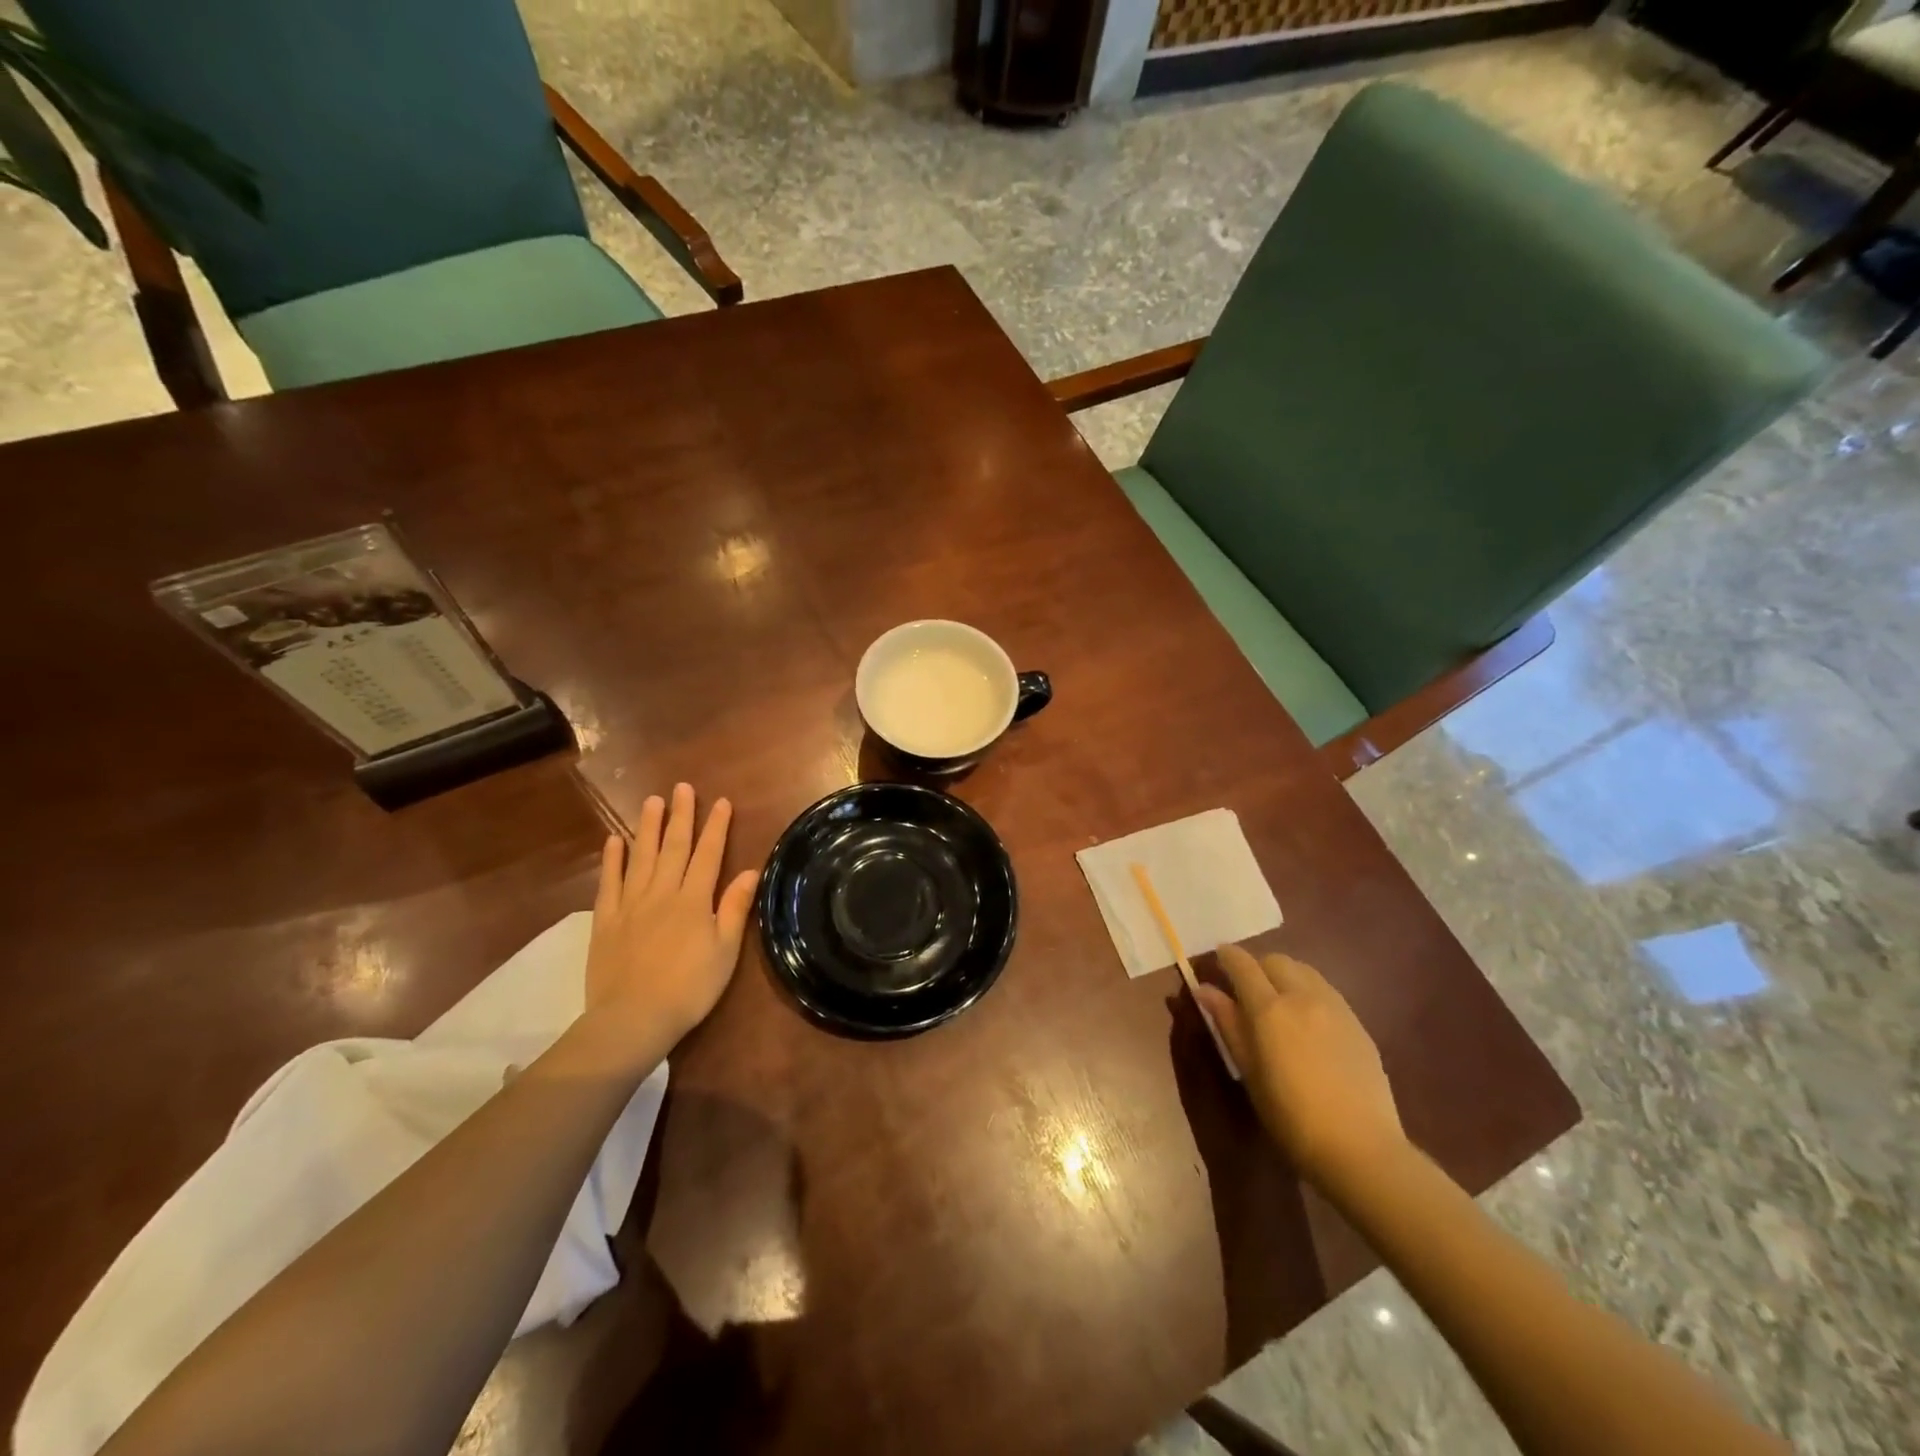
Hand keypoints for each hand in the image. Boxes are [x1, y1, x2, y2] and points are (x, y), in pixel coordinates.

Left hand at [584, 783, 758, 1051]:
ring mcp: (631, 904)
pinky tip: (614, 840)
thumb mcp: (725, 951)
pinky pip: (609, 882)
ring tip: (652, 801)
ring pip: (641, 857)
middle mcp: (663, 893)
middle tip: (682, 788)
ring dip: (648, 827)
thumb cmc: (689, 988)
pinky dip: (612, 860)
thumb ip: (734, 909)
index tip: (721, 802)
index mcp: (694, 901)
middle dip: (681, 816)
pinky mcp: (605, 920)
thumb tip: (749, 871)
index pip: (709, 855)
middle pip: (674, 847)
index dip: (716, 827)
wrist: (633, 1018)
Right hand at [1194, 945, 1405, 1187]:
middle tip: (1246, 989)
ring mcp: (1335, 1007)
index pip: (1243, 964)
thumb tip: (1204, 989)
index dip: (1227, 956)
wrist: (1360, 1147)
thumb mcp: (1249, 1071)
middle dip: (1257, 966)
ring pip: (1304, 971)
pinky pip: (1326, 991)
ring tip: (1278, 1002)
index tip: (1217, 959)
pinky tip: (1307, 1022)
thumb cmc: (1291, 1116)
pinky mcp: (1357, 1023)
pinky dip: (1308, 992)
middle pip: (1276, 960)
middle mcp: (1303, 996)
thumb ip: (1228, 1023)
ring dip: (1285, 975)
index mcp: (1269, 1008)